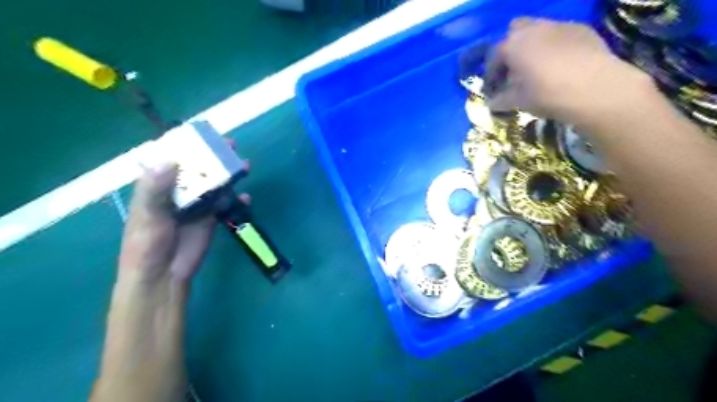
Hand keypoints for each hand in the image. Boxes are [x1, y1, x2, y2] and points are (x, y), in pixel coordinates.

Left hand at [91, 149, 248, 400]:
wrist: (163, 274)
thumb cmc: (146, 245)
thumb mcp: (147, 216)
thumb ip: (156, 189)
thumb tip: (169, 158)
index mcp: (158, 185)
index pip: (172, 158)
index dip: (186, 144)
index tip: (203, 133)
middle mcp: (179, 190)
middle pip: (199, 167)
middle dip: (214, 156)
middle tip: (231, 145)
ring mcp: (197, 204)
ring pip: (215, 183)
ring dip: (229, 174)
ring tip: (244, 165)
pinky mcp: (211, 217)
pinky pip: (226, 203)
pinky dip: (238, 199)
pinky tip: (247, 198)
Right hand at [488, 16, 653, 126]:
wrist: (594, 88)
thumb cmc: (546, 94)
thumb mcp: (517, 101)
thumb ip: (500, 99)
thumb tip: (491, 102)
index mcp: (513, 45)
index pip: (494, 55)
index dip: (491, 72)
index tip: (493, 87)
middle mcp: (534, 28)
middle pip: (515, 30)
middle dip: (512, 47)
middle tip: (515, 69)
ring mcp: (560, 25)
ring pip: (539, 30)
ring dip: (534, 45)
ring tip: (538, 68)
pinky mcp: (581, 29)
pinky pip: (560, 35)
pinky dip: (555, 46)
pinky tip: (561, 65)